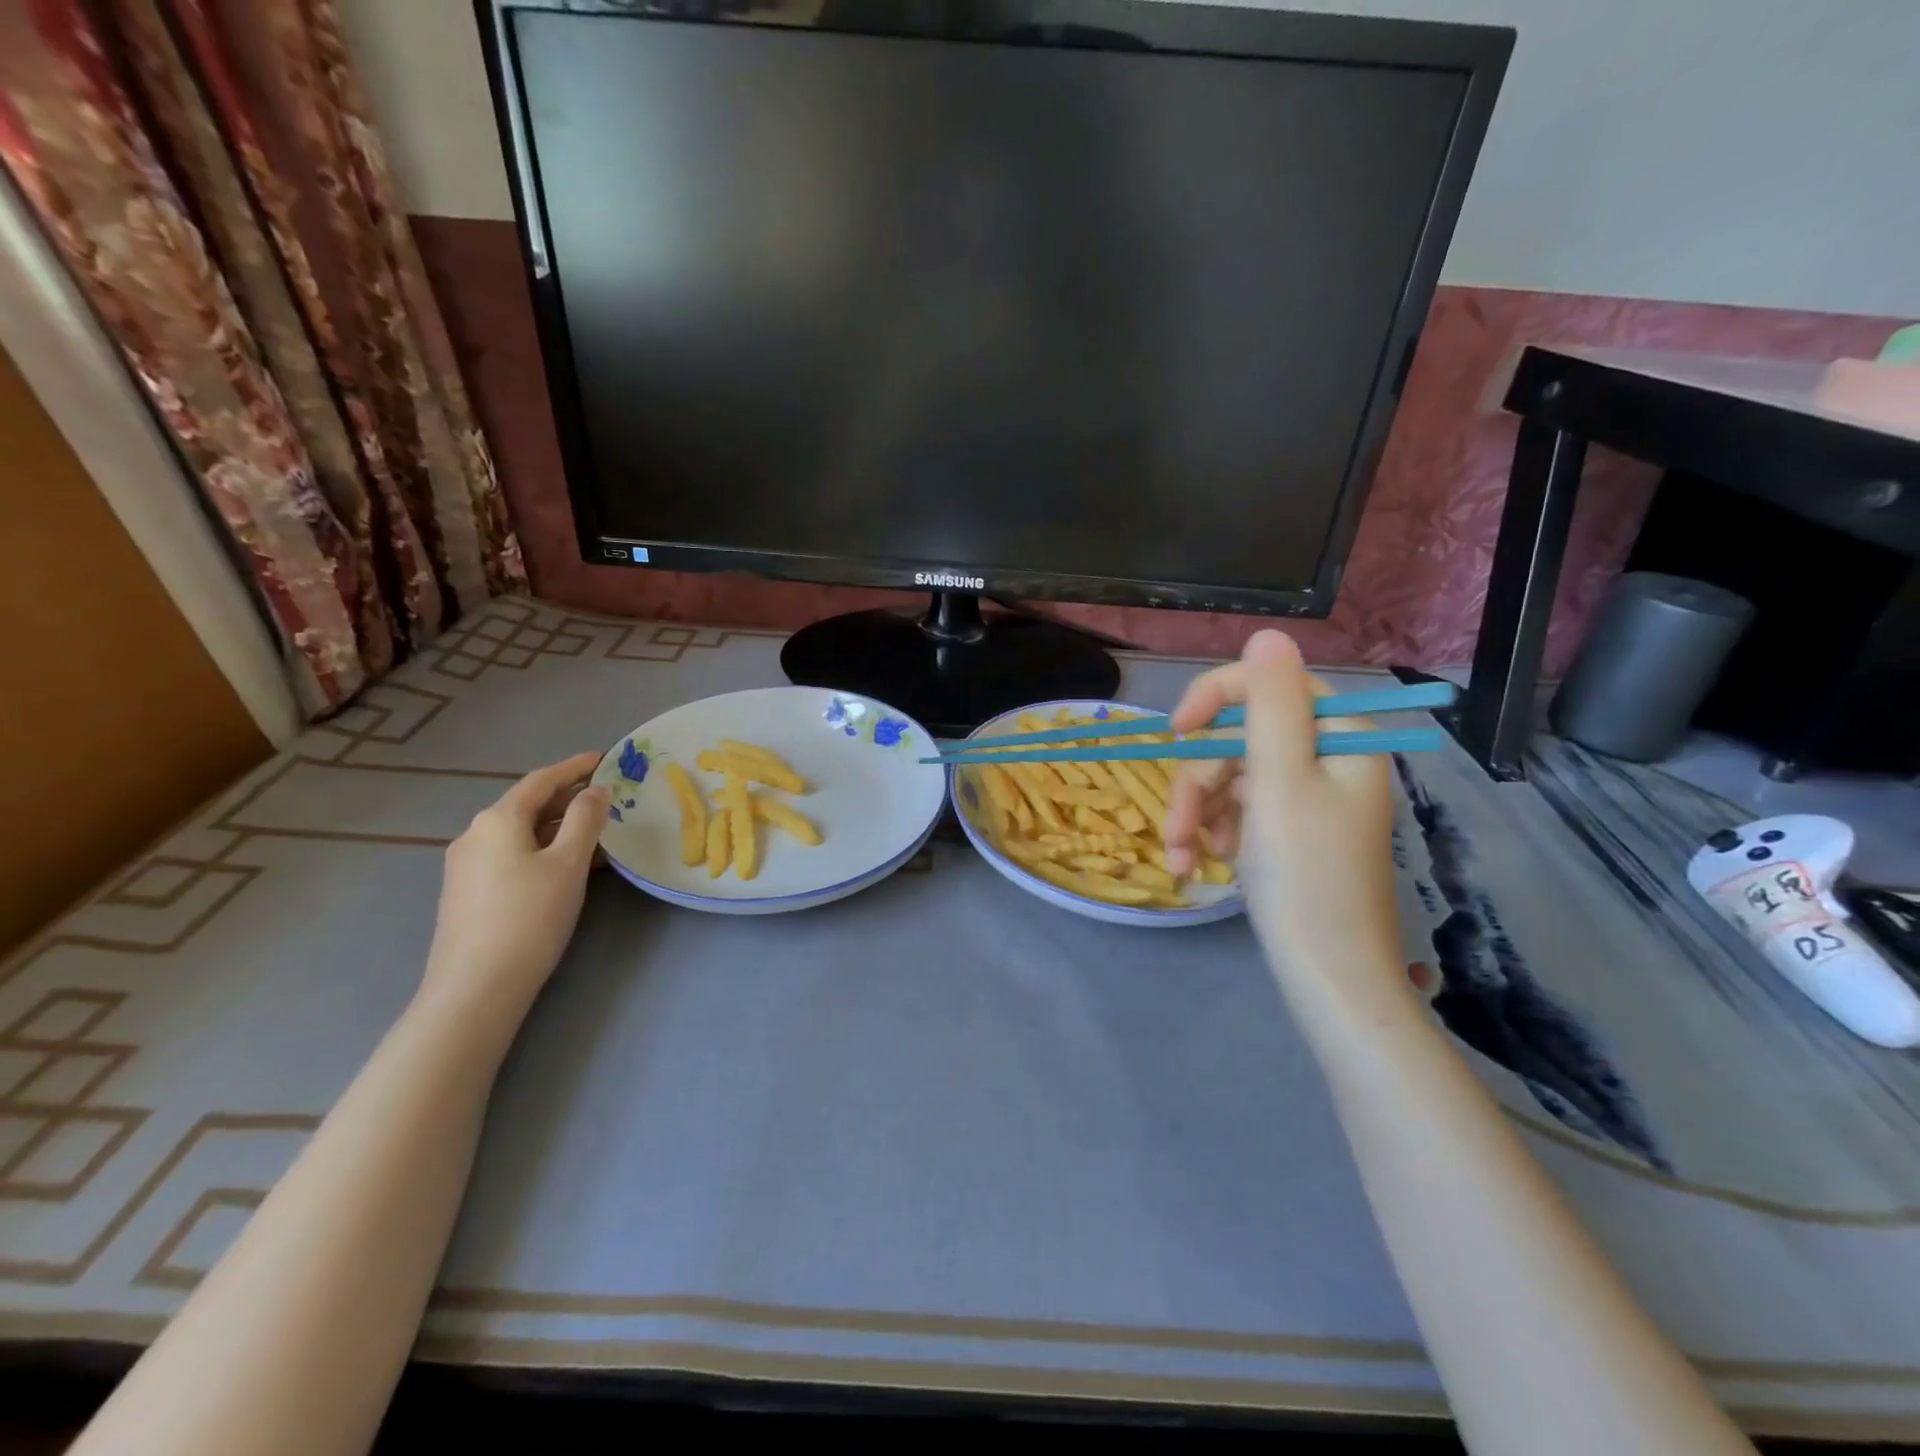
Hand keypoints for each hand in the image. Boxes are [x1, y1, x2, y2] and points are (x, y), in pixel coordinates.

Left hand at [418, 751, 608, 1029]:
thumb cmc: (530, 916)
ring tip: (593, 833)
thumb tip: (595, 791)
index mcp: (498, 820)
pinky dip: (541, 848)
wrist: (476, 987)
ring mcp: (466, 865)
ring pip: (520, 832)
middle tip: (606, 797)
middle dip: (567, 798)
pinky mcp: (467, 893)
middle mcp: (475, 834)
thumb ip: (585, 820)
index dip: (574, 767)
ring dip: (557, 826)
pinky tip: (564, 866)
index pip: (541, 780)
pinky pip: (510, 855)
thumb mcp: (568, 863)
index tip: (604, 758)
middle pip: (527, 805)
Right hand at [1165, 631, 1404, 999]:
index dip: (1217, 698)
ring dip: (1196, 812)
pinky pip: (1237, 809)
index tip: (1175, 731)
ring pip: (1230, 776)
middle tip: (1178, 828)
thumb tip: (1267, 633)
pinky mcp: (1288, 831)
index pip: (1272, 685)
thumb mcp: (1280, 783)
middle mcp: (1326, 760)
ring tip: (1184, 857)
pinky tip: (1198, 862)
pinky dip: (1211, 831)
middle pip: (1241, 737)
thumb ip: (1270, 705)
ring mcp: (1306, 798)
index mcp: (1341, 739)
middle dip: (1199, 781)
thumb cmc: (1306, 878)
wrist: (1327, 978)